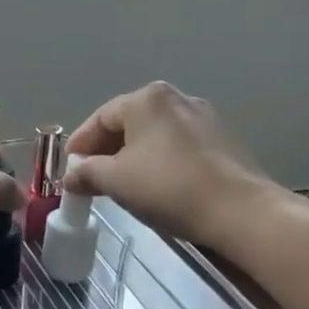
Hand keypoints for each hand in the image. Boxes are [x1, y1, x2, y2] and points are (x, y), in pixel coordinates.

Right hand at [66, 81, 265, 243]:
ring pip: (154, 135)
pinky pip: (178, 146)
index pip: (101, 118)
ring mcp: (203, 117)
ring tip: (122, 183)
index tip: (68, 168)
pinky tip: (156, 185)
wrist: (240, 211)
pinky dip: (160, 160)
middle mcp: (175, 98)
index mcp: (146, 98)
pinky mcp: (223, 140)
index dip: (80, 144)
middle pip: (128, 123)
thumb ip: (86, 173)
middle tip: (91, 177)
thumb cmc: (168, 187)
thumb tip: (71, 175)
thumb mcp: (115, 181)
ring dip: (133, 156)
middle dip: (106, 150)